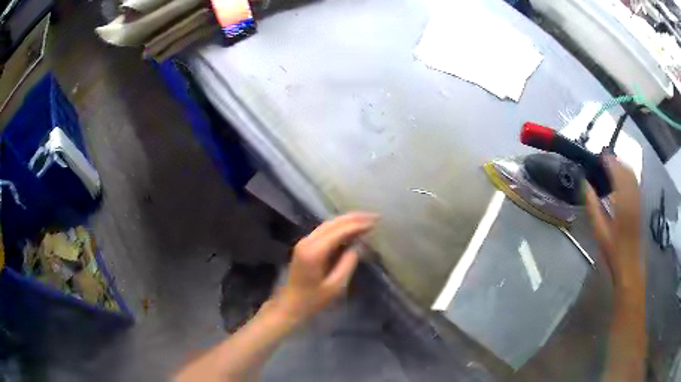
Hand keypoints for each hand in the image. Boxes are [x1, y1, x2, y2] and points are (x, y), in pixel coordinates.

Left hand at [270, 212, 376, 324]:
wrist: (289, 305)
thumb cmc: (313, 300)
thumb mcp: (335, 286)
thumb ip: (348, 263)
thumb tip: (358, 245)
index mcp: (314, 251)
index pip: (340, 231)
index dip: (358, 224)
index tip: (376, 221)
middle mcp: (307, 241)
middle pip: (333, 222)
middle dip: (355, 218)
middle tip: (374, 217)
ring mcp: (304, 242)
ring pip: (328, 224)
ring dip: (347, 220)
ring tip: (366, 220)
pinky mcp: (305, 245)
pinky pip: (324, 230)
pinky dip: (339, 227)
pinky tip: (351, 229)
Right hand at [585, 155, 643, 290]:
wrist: (630, 265)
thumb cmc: (613, 250)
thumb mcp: (599, 231)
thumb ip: (592, 206)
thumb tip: (584, 184)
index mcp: (623, 201)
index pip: (617, 171)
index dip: (608, 160)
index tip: (598, 156)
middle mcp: (633, 195)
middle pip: (626, 168)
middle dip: (615, 160)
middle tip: (603, 160)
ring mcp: (639, 198)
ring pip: (632, 173)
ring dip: (622, 166)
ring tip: (610, 167)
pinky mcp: (641, 203)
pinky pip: (635, 181)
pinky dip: (627, 174)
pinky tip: (621, 179)